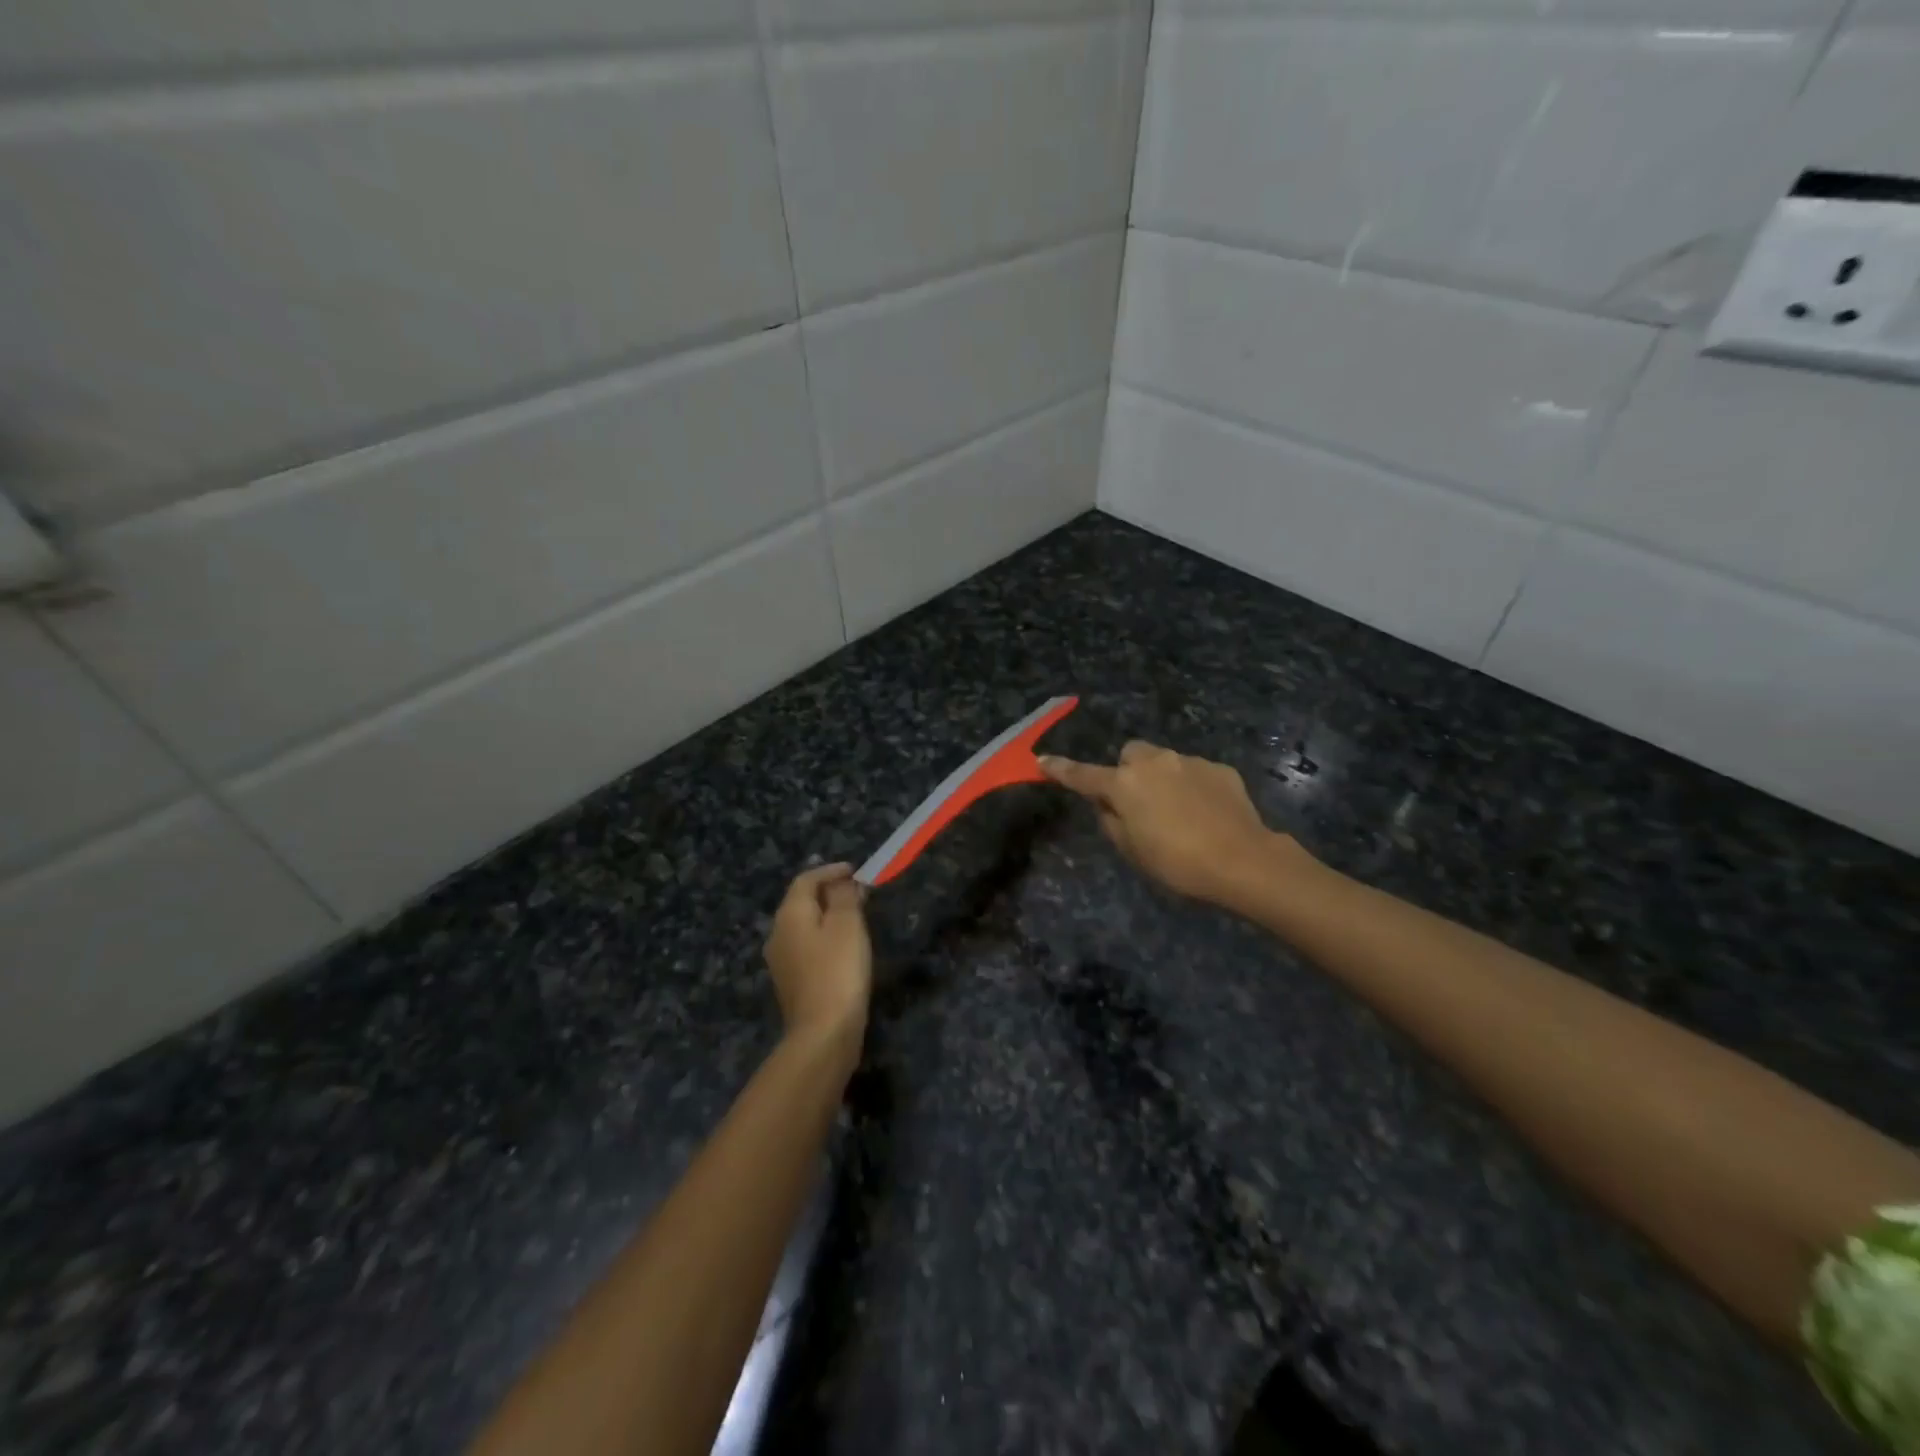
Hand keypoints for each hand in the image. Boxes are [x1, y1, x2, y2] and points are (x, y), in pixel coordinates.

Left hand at [764, 863, 871, 1047]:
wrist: (823, 1033)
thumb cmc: (838, 970)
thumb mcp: (847, 925)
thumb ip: (844, 897)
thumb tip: (843, 882)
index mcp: (789, 915)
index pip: (805, 880)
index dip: (830, 871)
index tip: (855, 871)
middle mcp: (778, 934)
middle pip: (801, 902)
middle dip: (829, 892)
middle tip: (858, 892)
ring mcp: (781, 961)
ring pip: (804, 926)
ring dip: (828, 915)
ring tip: (856, 916)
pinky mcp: (792, 983)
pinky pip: (807, 947)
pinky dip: (825, 937)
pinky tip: (844, 947)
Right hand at [1040, 741, 1294, 905]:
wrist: (1243, 861)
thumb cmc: (1177, 863)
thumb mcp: (1132, 851)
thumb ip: (1111, 821)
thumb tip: (1108, 804)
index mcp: (1125, 784)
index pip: (1083, 775)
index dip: (1061, 770)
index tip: (1042, 761)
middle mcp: (1154, 762)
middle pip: (1130, 755)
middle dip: (1129, 772)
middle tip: (1139, 804)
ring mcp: (1189, 762)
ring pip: (1164, 762)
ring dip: (1163, 779)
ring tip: (1180, 814)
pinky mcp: (1219, 768)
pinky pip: (1194, 772)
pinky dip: (1193, 787)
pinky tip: (1207, 814)